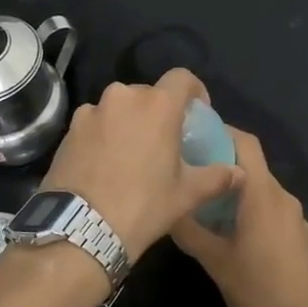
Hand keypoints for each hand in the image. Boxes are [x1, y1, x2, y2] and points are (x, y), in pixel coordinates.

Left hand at [42, 68, 243, 261]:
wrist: (80, 228)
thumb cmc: (143, 206)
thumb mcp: (186, 195)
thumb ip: (217, 178)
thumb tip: (239, 173)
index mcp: (157, 105)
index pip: (182, 78)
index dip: (194, 91)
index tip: (197, 112)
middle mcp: (123, 97)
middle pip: (148, 93)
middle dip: (159, 110)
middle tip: (164, 140)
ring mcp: (91, 111)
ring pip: (118, 107)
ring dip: (128, 121)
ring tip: (132, 153)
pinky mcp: (69, 129)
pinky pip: (95, 122)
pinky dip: (103, 134)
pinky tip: (105, 163)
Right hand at [170, 127, 307, 306]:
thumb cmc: (256, 288)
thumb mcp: (214, 260)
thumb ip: (189, 230)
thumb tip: (168, 208)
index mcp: (263, 194)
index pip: (245, 143)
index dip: (221, 131)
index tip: (193, 134)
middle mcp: (283, 197)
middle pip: (252, 165)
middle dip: (222, 163)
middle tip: (190, 171)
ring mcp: (295, 216)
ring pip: (261, 189)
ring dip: (236, 189)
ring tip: (205, 201)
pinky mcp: (300, 235)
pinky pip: (272, 208)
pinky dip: (251, 207)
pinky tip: (231, 228)